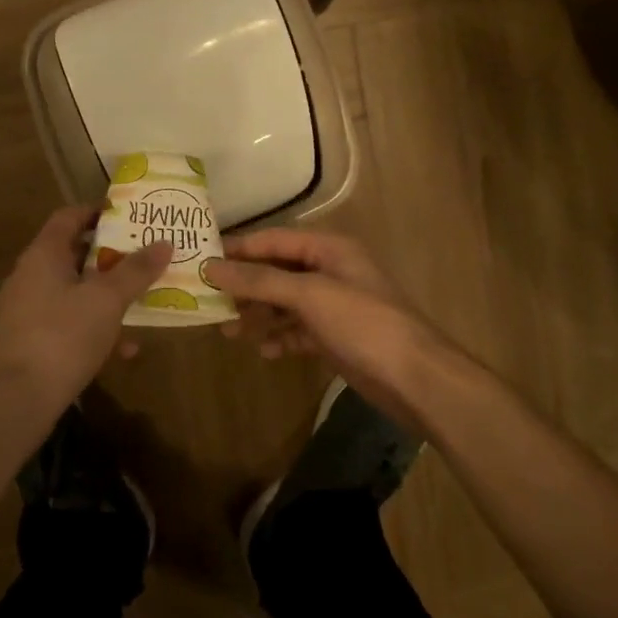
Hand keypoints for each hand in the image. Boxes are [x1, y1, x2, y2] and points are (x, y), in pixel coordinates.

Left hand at [0, 207, 173, 416]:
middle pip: (74, 253)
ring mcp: (28, 309)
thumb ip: (136, 271)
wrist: (16, 400)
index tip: (130, 217)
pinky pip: (68, 322)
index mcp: (44, 254)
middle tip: (145, 257)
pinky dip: (95, 328)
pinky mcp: (30, 341)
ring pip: (74, 291)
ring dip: (107, 296)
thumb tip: (164, 243)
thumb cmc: (63, 335)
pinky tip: (124, 350)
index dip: (98, 212)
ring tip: (142, 302)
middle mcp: (31, 275)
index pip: (69, 216)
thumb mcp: (107, 300)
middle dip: (112, 257)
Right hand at [203, 229, 467, 429]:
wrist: (414, 378)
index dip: (239, 248)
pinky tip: (264, 351)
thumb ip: (260, 281)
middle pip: (277, 272)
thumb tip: (212, 267)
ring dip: (258, 315)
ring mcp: (333, 306)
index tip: (203, 259)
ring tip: (227, 331)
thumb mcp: (309, 295)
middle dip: (244, 286)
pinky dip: (280, 338)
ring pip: (285, 304)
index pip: (274, 240)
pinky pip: (298, 331)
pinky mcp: (335, 337)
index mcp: (329, 249)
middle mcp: (330, 271)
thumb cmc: (363, 323)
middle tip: (209, 300)